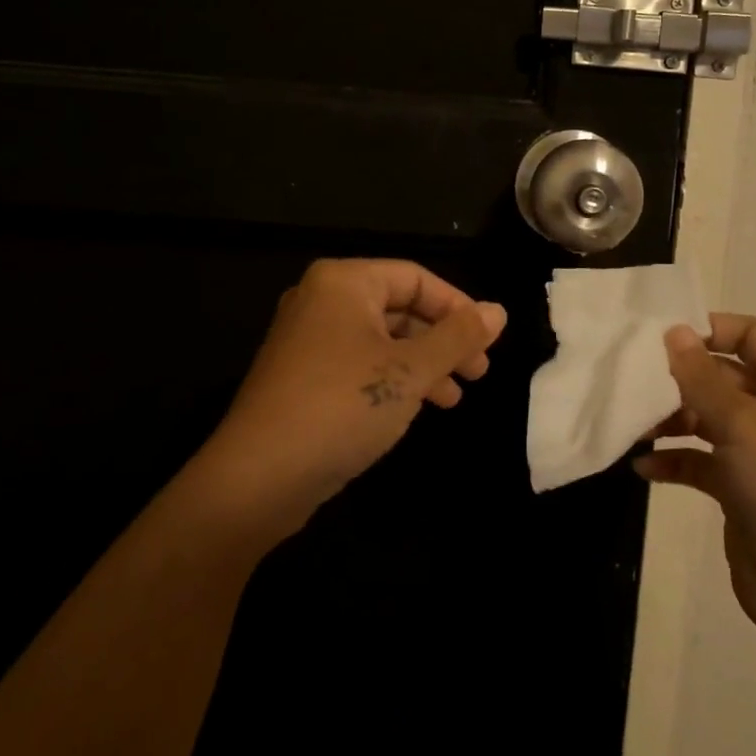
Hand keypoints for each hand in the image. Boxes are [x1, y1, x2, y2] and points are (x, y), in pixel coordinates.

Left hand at [194, 259, 506, 542]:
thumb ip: (457, 337)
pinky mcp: (302, 377)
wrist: (258, 478)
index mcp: (343, 282)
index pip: (415, 278)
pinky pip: (359, 364)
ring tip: (455, 398)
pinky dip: (392, 380)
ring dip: (422, 365)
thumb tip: (498, 311)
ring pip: (381, 340)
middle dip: (442, 340)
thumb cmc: (342, 406)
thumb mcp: (410, 370)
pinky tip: (417, 407)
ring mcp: (307, 340)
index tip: (488, 341)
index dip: (457, 306)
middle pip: (399, 308)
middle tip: (478, 373)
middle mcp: (321, 301)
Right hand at [634, 316, 755, 656]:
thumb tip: (673, 331)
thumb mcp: (742, 425)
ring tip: (634, 424)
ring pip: (708, 416)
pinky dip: (675, 458)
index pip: (753, 335)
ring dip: (671, 418)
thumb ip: (701, 376)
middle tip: (634, 378)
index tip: (662, 336)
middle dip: (680, 377)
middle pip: (724, 374)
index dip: (711, 328)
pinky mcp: (741, 487)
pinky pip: (701, 459)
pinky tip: (643, 467)